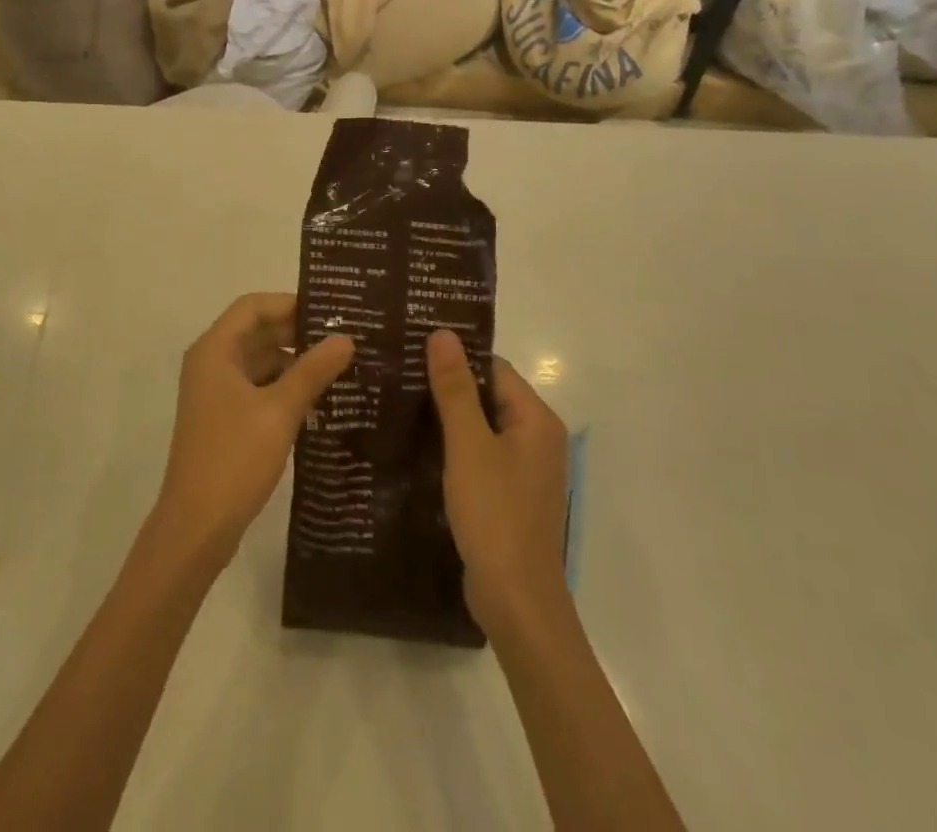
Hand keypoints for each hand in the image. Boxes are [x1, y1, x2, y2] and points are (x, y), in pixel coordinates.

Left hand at [151, 294, 353, 568]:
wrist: (196, 527)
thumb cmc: (234, 458)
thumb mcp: (279, 410)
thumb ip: (313, 370)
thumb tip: (346, 338)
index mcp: (215, 350)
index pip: (253, 306)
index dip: (290, 303)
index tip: (330, 310)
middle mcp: (211, 363)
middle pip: (256, 331)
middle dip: (297, 332)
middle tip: (344, 337)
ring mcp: (215, 392)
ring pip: (259, 361)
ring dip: (294, 361)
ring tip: (340, 366)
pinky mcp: (224, 418)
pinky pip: (257, 387)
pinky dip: (284, 386)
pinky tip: (318, 399)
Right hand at [427, 329, 570, 635]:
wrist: (516, 602)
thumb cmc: (495, 515)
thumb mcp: (468, 446)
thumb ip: (455, 389)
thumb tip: (443, 333)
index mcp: (536, 420)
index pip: (493, 368)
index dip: (456, 357)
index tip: (413, 348)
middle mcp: (537, 439)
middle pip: (489, 395)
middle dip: (448, 386)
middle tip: (399, 373)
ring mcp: (525, 470)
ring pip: (481, 427)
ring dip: (448, 417)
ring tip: (400, 402)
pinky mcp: (509, 495)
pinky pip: (480, 455)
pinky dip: (454, 447)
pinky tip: (418, 446)